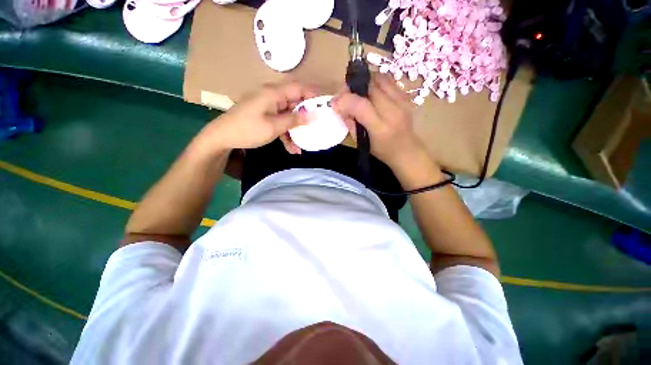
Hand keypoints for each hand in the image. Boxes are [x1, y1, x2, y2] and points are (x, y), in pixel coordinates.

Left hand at [199, 82, 317, 151]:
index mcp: (274, 93)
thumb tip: (313, 115)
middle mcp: (272, 96)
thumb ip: (294, 120)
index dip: (313, 95)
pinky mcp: (265, 116)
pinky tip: (291, 149)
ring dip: (296, 130)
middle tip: (317, 128)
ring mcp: (268, 107)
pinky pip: (280, 122)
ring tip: (303, 146)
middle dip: (306, 117)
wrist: (222, 137)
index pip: (299, 88)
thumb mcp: (274, 126)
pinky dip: (286, 134)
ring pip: (289, 115)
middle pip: (295, 103)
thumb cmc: (248, 130)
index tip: (326, 106)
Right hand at [331, 72, 423, 168]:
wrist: (407, 150)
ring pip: (379, 78)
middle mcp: (393, 111)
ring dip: (365, 82)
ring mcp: (402, 101)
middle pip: (369, 86)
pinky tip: (371, 92)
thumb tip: (340, 106)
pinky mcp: (407, 96)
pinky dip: (376, 83)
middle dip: (352, 87)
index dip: (344, 100)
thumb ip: (350, 123)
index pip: (360, 106)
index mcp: (380, 128)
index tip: (334, 103)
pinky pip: (388, 81)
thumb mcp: (361, 141)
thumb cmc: (381, 150)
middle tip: (345, 95)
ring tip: (358, 92)